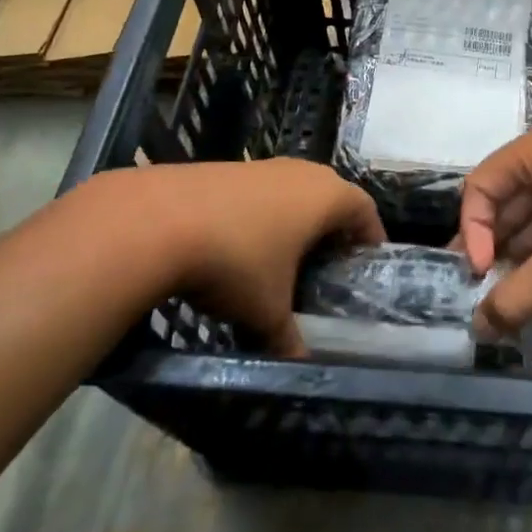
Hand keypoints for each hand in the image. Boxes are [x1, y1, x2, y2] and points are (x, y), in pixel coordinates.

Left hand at [126, 159, 384, 355]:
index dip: (371, 237)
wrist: (160, 220)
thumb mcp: (267, 310)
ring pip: (294, 191)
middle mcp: (302, 172)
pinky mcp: (229, 168)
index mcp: (327, 196)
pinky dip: (263, 215)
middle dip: (333, 229)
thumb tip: (300, 366)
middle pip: (332, 196)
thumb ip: (289, 338)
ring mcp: (264, 165)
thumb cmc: (236, 261)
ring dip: (295, 220)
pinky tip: (242, 246)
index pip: (366, 210)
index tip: (367, 264)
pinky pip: (261, 192)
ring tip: (285, 259)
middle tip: (329, 265)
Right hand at [459, 128, 531, 336]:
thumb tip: (478, 327)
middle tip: (484, 293)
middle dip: (493, 248)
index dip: (471, 233)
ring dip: (519, 254)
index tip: (482, 276)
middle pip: (503, 200)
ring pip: (531, 214)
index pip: (478, 188)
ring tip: (512, 296)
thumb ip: (517, 297)